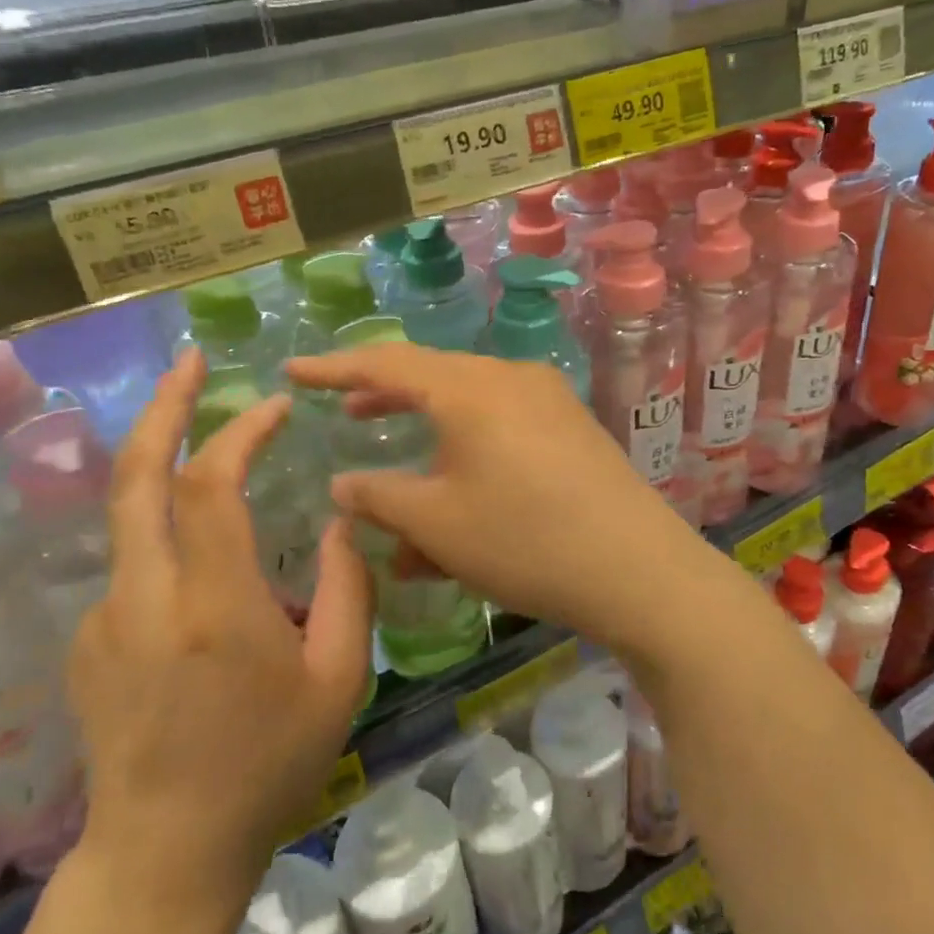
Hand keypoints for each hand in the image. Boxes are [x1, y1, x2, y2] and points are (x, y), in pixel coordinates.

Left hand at [67, 349, 372, 908]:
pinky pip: (135, 567)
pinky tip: (211, 578)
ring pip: (131, 517)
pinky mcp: (89, 642)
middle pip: (134, 477)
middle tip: (190, 361)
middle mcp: (144, 598)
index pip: (211, 485)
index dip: (240, 431)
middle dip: (163, 407)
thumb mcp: (339, 680)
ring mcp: (104, 619)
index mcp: (213, 606)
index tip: (276, 405)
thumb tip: (343, 522)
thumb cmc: (267, 766)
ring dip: (168, 467)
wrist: (164, 854)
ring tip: (220, 454)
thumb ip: (350, 590)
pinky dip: (171, 539)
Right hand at [284, 344, 723, 664]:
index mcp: (471, 388)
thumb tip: (343, 482)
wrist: (638, 569)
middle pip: (433, 378)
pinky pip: (504, 431)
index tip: (294, 370)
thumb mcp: (437, 523)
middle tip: (347, 414)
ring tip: (399, 470)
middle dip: (387, 399)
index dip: (335, 367)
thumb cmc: (525, 540)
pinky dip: (470, 455)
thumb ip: (379, 497)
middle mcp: (511, 379)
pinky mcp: (573, 431)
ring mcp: (549, 402)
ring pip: (470, 411)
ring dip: (430, 439)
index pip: (386, 363)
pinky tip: (458, 499)